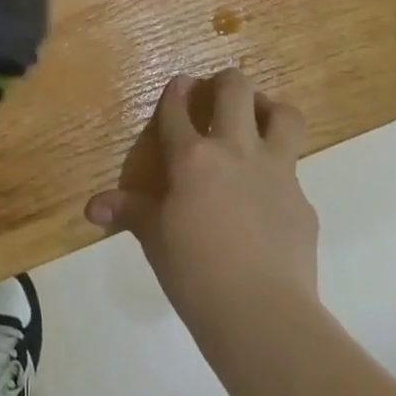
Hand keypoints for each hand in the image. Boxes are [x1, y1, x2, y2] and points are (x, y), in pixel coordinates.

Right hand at [86, 69, 318, 327]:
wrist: (261, 314)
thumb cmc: (194, 271)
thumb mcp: (154, 238)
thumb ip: (129, 212)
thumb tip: (92, 208)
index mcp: (192, 158)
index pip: (178, 108)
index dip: (176, 91)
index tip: (178, 85)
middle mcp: (235, 151)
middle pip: (236, 90)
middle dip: (225, 81)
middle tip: (218, 94)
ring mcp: (276, 172)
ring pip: (284, 115)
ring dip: (269, 109)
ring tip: (258, 120)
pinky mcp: (303, 202)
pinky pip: (294, 172)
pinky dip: (279, 174)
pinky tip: (267, 199)